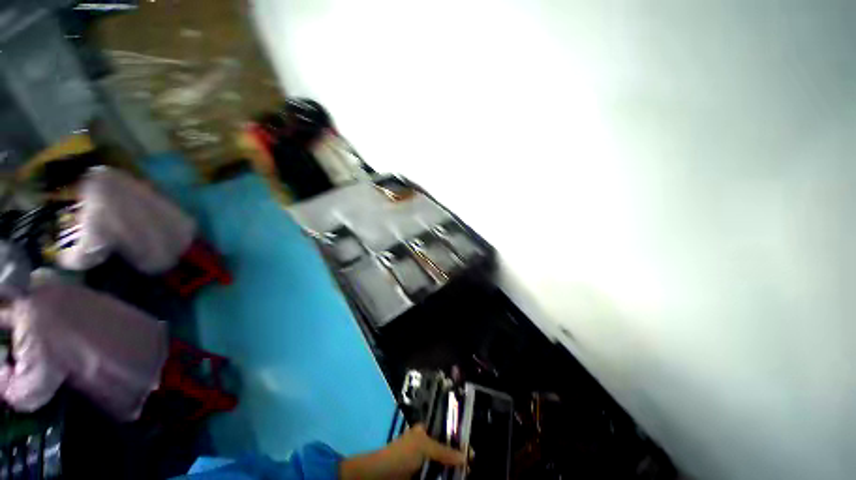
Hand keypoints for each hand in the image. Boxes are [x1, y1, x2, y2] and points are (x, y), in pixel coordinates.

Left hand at [340, 424, 466, 479]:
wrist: (380, 476)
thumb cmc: (402, 454)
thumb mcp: (424, 447)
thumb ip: (444, 451)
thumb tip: (465, 456)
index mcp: (425, 432)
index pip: (445, 434)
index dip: (458, 441)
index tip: (470, 453)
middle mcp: (425, 446)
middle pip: (445, 452)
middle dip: (457, 460)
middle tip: (470, 467)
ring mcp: (422, 463)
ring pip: (441, 467)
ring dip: (451, 472)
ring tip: (465, 474)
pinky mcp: (420, 477)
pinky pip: (435, 477)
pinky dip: (443, 479)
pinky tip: (452, 479)